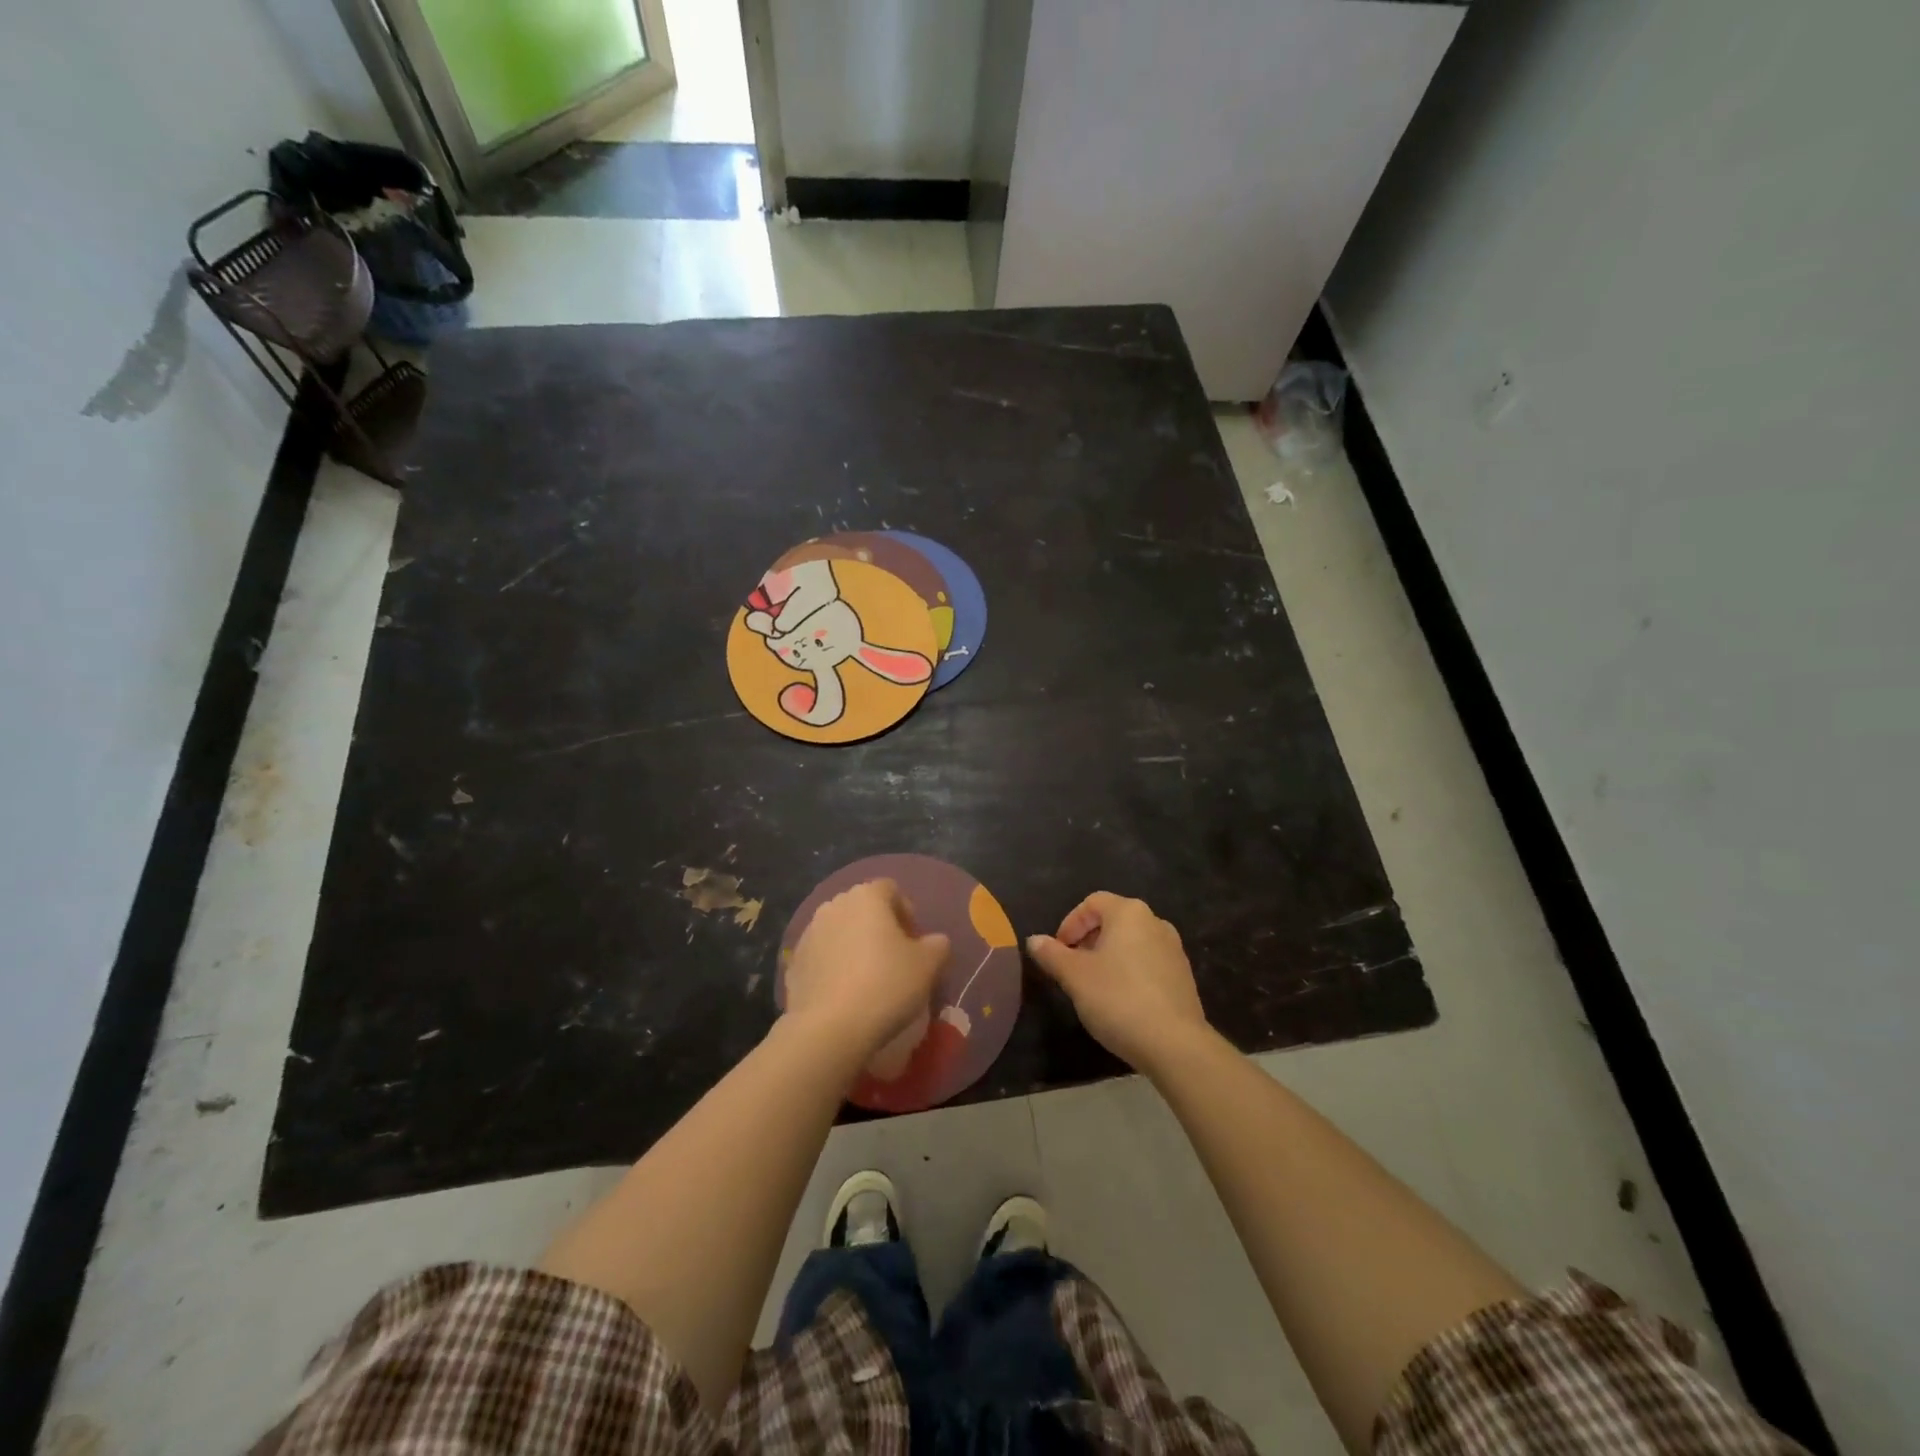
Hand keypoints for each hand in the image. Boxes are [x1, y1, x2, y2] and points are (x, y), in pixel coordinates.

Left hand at [784, 879, 949, 1063]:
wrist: (829, 1028)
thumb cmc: (886, 985)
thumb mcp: (928, 965)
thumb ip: (937, 945)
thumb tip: (935, 941)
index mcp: (866, 897)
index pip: (890, 889)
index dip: (906, 911)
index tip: (914, 941)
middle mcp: (834, 906)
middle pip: (862, 908)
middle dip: (878, 927)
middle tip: (894, 958)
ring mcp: (809, 933)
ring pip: (839, 931)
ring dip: (853, 945)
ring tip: (867, 978)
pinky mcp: (793, 963)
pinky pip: (821, 956)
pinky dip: (833, 966)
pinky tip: (844, 994)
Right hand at [1026, 892, 1209, 1071]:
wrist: (1174, 1044)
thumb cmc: (1118, 999)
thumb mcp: (1074, 976)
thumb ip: (1051, 954)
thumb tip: (1033, 940)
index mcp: (1129, 913)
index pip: (1092, 903)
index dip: (1070, 923)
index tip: (1058, 951)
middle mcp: (1155, 922)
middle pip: (1113, 921)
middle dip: (1088, 940)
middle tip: (1071, 969)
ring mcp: (1174, 949)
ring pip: (1131, 943)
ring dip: (1108, 957)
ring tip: (1093, 986)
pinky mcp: (1183, 976)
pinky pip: (1148, 963)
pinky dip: (1129, 972)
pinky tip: (1120, 1001)